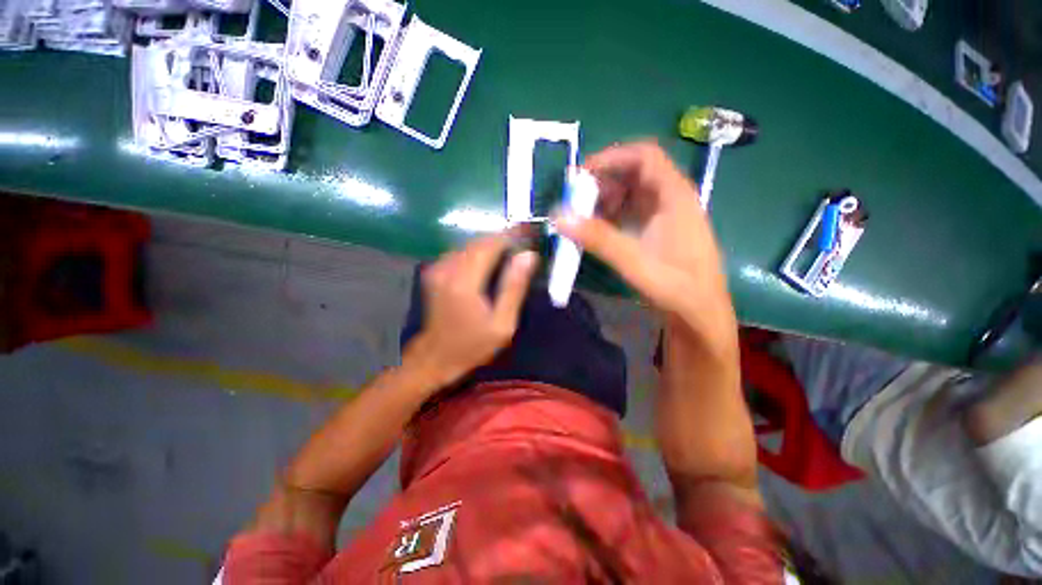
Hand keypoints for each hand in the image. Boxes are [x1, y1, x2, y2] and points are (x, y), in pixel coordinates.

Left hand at [403, 233, 538, 386]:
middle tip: (523, 243)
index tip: (529, 231)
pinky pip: (460, 252)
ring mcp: (437, 268)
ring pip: (469, 244)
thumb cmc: (473, 345)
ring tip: (510, 252)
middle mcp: (447, 268)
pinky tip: (490, 263)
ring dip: (490, 244)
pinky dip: (478, 252)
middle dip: (502, 238)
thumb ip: (514, 287)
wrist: (435, 357)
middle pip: (479, 240)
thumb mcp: (503, 324)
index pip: (490, 244)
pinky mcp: (434, 271)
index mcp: (464, 281)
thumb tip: (529, 255)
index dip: (511, 235)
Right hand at [554, 141, 735, 346]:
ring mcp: (665, 215)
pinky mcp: (658, 230)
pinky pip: (631, 211)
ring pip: (631, 193)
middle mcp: (671, 198)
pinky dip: (611, 215)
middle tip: (577, 201)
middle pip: (634, 173)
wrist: (700, 315)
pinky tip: (597, 230)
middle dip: (603, 182)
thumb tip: (560, 217)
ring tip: (584, 218)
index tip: (581, 175)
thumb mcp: (635, 262)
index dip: (611, 158)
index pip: (644, 156)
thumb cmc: (676, 287)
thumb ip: (599, 239)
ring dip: (605, 200)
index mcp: (674, 196)